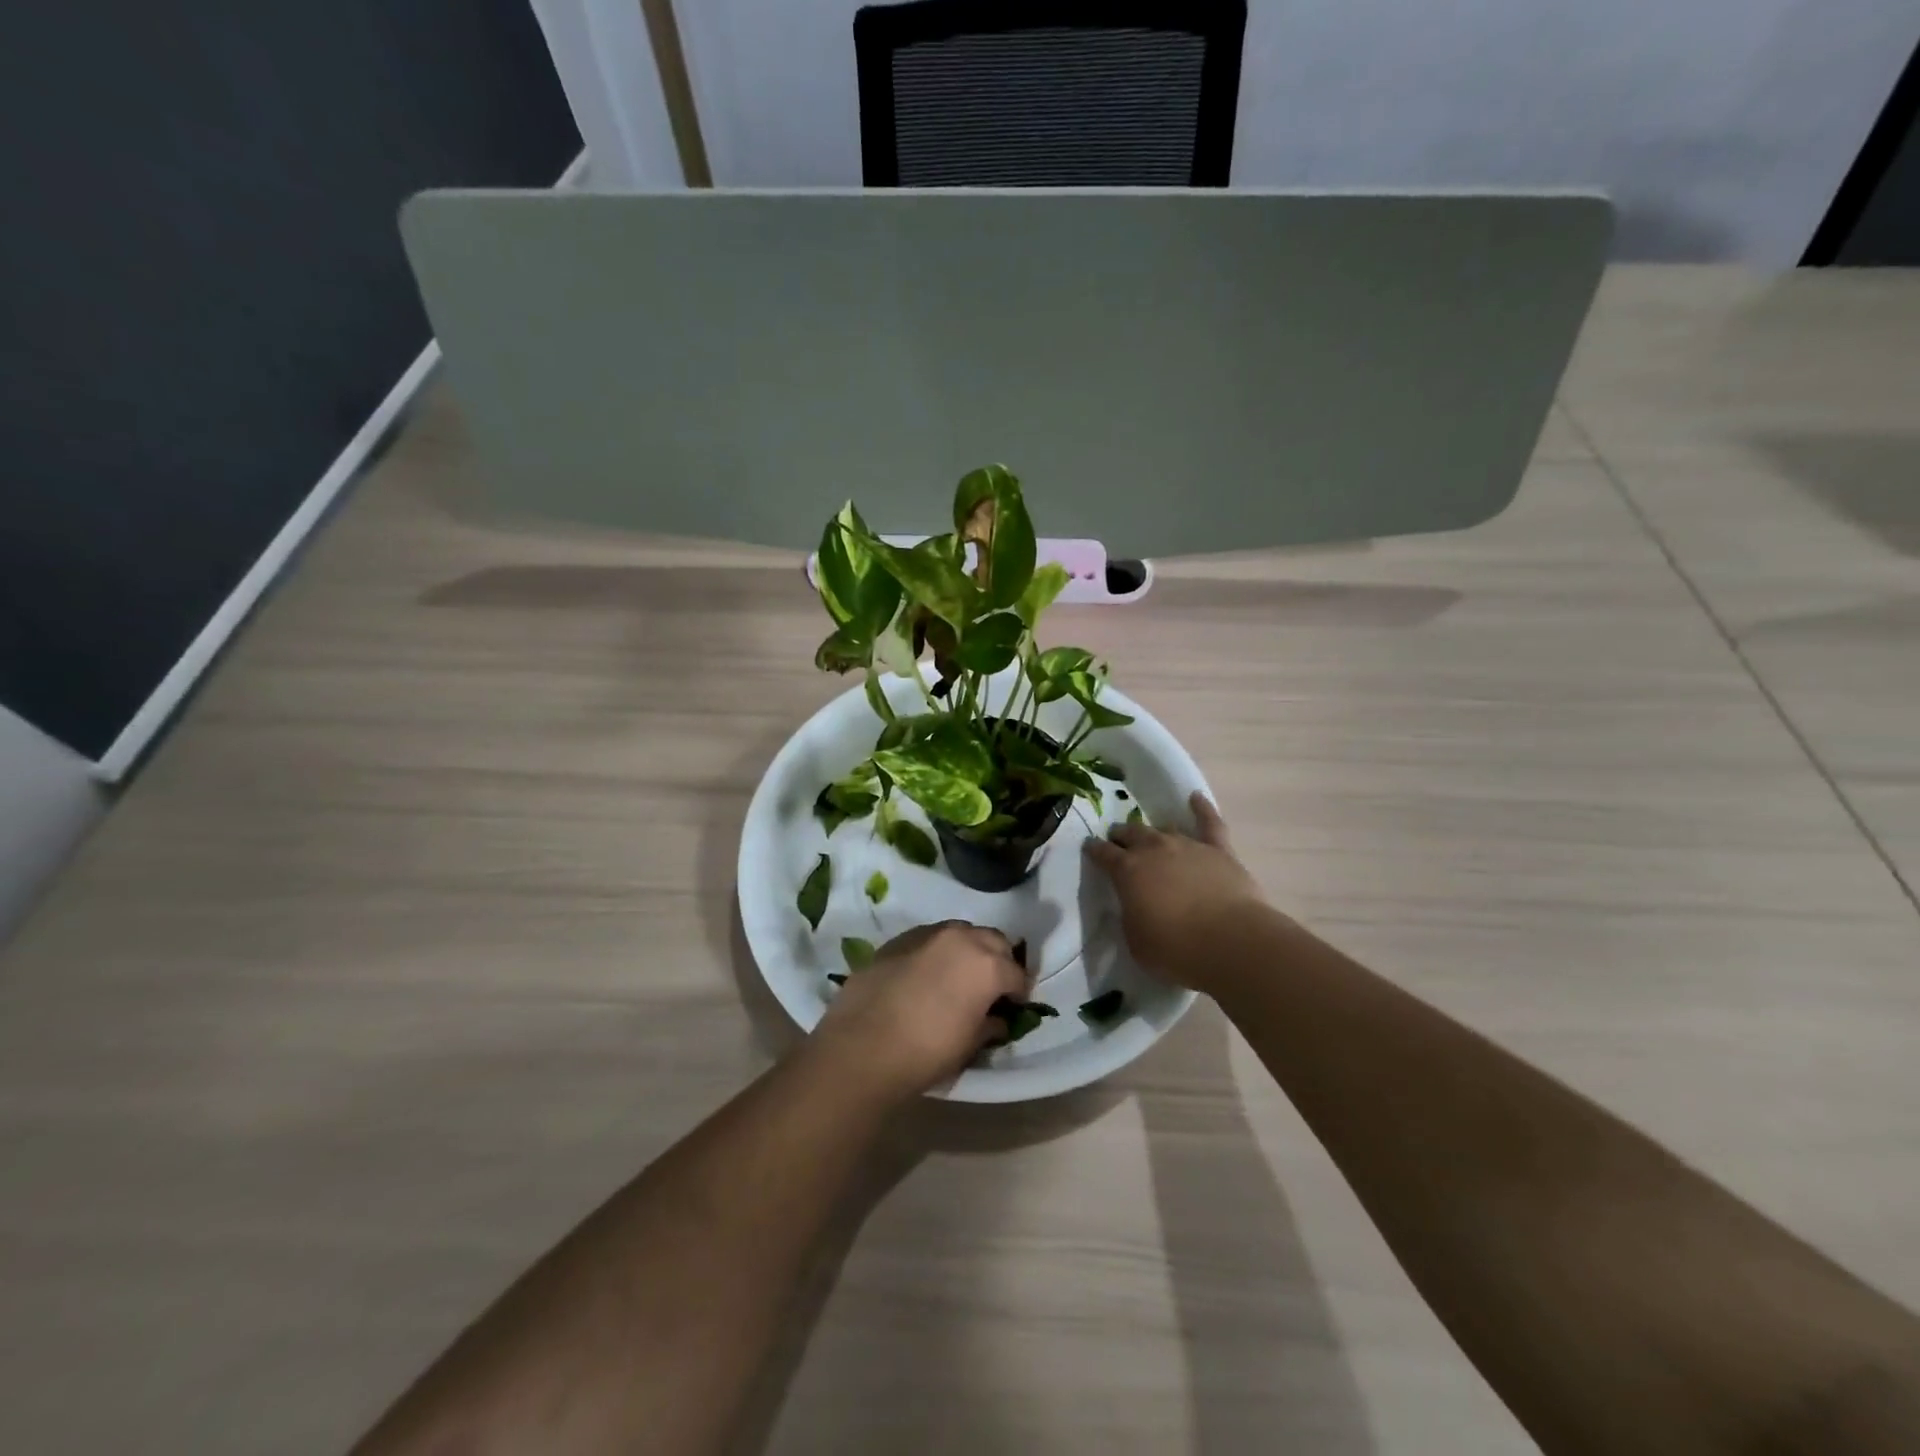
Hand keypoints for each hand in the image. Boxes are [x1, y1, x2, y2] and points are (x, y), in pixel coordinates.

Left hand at [809, 921, 1031, 1101]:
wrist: (862, 1047)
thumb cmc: (927, 1052)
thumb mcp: (970, 1045)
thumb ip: (990, 1024)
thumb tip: (997, 1019)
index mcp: (987, 965)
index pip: (1016, 974)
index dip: (1019, 992)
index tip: (1014, 1006)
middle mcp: (962, 939)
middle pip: (993, 941)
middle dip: (998, 960)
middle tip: (991, 987)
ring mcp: (928, 934)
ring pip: (961, 932)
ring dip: (968, 950)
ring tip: (958, 976)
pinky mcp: (899, 939)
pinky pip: (929, 939)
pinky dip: (936, 951)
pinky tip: (926, 975)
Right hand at [1083, 792, 1266, 991]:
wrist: (1231, 942)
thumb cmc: (1176, 949)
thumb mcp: (1135, 940)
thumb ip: (1130, 916)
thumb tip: (1132, 905)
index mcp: (1127, 871)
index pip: (1103, 853)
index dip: (1095, 850)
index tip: (1089, 847)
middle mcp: (1154, 849)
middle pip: (1132, 833)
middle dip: (1122, 835)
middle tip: (1118, 840)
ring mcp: (1187, 845)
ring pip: (1164, 829)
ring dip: (1154, 832)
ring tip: (1150, 835)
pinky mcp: (1219, 850)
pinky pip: (1209, 822)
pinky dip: (1202, 808)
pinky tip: (1196, 797)